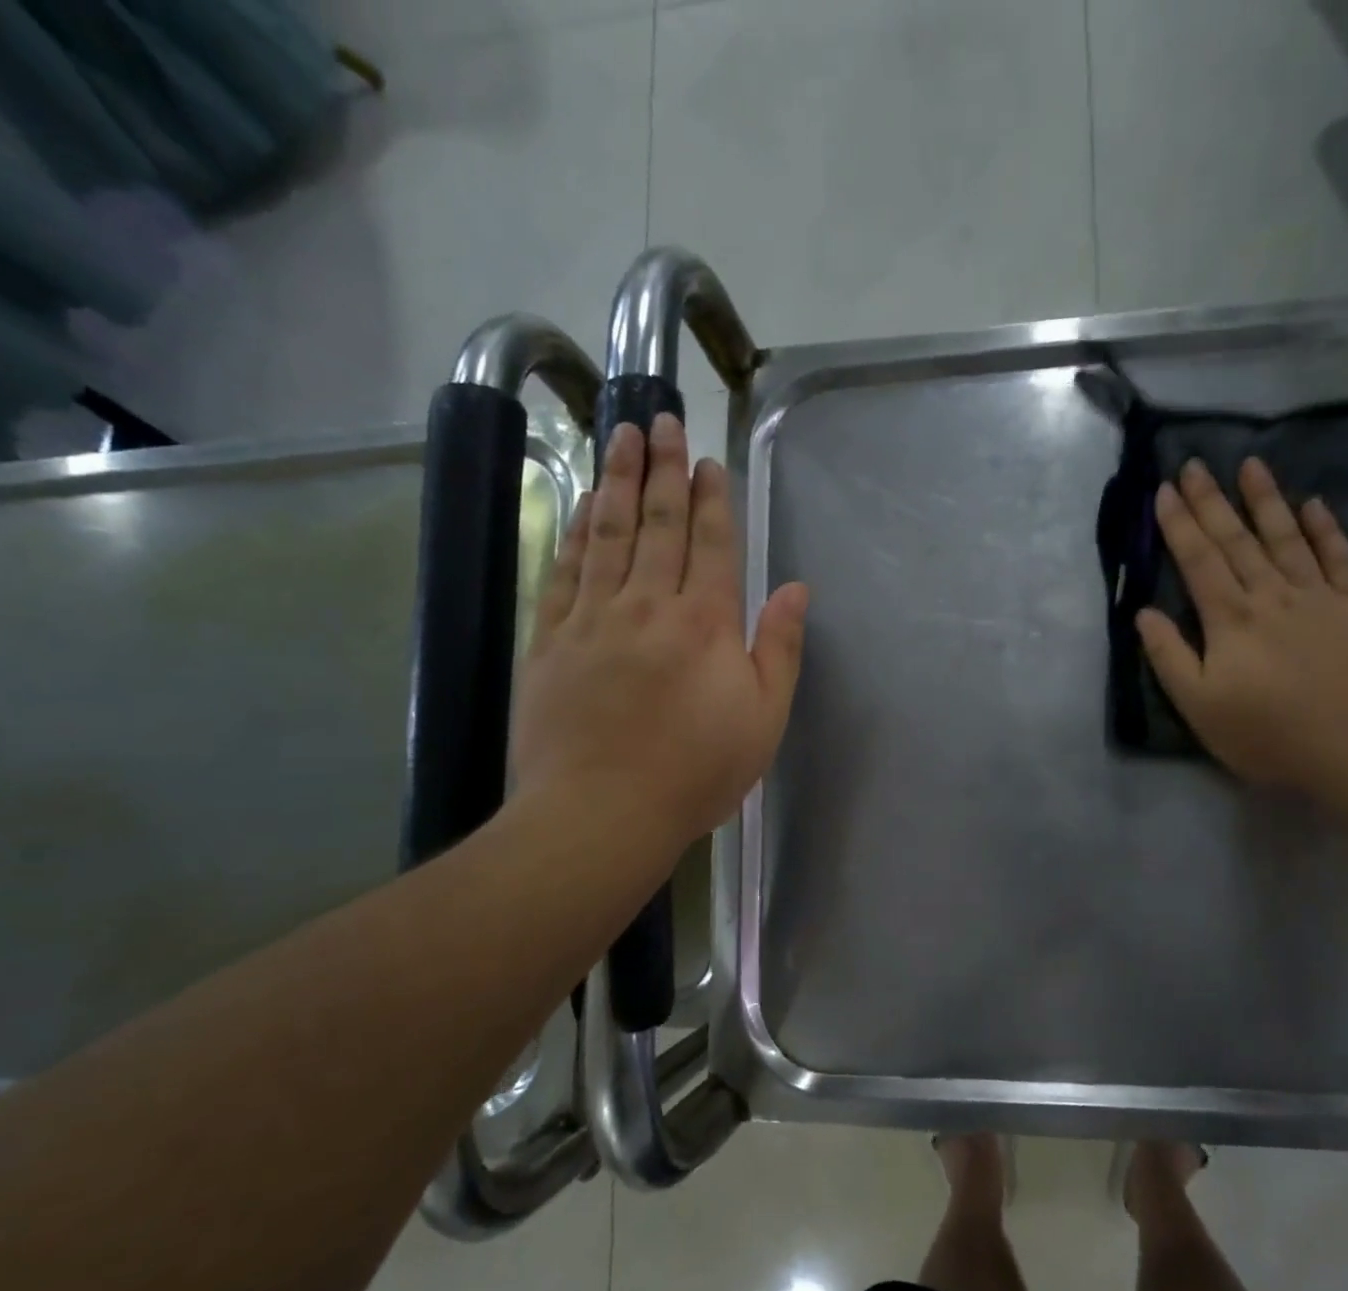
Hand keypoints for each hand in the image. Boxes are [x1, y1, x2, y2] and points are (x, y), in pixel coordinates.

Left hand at [510, 415, 808, 846]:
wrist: (602, 813)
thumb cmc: (697, 772)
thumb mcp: (764, 719)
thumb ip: (780, 648)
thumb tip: (796, 589)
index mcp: (706, 624)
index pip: (710, 543)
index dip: (711, 498)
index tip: (708, 460)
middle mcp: (649, 605)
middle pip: (658, 524)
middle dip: (664, 469)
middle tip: (663, 420)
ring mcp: (593, 619)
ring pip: (608, 534)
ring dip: (618, 481)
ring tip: (622, 436)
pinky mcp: (551, 640)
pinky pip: (564, 571)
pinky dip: (575, 533)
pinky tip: (583, 506)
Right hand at [1136, 457, 1347, 792]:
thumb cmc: (1266, 733)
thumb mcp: (1199, 705)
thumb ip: (1169, 656)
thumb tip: (1144, 614)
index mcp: (1229, 618)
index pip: (1198, 560)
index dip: (1179, 524)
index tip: (1165, 489)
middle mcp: (1271, 595)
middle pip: (1236, 540)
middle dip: (1212, 501)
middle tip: (1195, 464)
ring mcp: (1319, 597)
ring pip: (1287, 538)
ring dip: (1266, 500)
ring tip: (1251, 465)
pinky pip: (1340, 558)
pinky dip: (1326, 529)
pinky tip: (1314, 505)